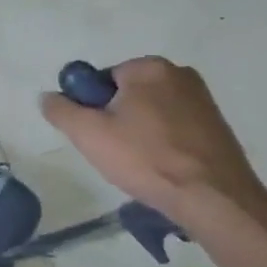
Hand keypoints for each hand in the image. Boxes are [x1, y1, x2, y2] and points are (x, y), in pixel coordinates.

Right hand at [40, 56, 266, 217]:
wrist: (214, 199)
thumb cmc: (145, 158)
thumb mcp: (87, 133)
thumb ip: (60, 110)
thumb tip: (48, 97)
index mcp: (149, 67)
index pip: (101, 80)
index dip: (91, 108)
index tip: (96, 135)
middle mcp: (180, 74)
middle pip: (126, 94)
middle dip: (115, 119)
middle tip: (113, 152)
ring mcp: (203, 100)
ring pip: (150, 113)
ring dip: (138, 133)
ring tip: (140, 164)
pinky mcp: (218, 126)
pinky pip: (174, 128)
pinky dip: (162, 143)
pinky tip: (162, 167)